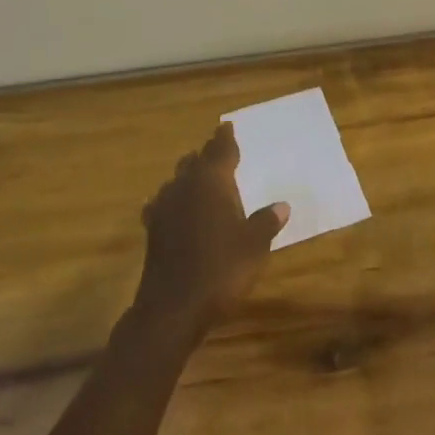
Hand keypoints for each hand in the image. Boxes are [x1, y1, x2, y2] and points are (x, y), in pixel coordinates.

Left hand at [133, 125, 288, 334]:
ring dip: (189, 177)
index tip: (227, 126)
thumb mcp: (254, 246)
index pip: (220, 150)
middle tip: (219, 152)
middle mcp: (185, 186)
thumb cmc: (220, 269)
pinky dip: (173, 202)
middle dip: (207, 155)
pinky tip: (175, 210)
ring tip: (200, 179)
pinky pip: (163, 204)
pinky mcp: (153, 230)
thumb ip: (266, 221)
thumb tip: (282, 205)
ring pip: (177, 180)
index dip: (225, 138)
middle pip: (195, 161)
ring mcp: (164, 207)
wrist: (172, 308)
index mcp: (212, 181)